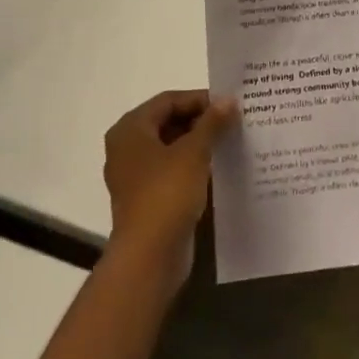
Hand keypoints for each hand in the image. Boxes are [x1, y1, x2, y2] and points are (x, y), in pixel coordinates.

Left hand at [103, 90, 235, 282]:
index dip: (199, 99)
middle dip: (200, 121)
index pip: (168, 100)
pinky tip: (217, 168)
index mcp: (130, 129)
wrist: (149, 258)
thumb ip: (212, 122)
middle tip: (232, 121)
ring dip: (198, 143)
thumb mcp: (194, 152)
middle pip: (168, 122)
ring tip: (229, 141)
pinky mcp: (146, 198)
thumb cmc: (166, 194)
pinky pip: (171, 170)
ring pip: (171, 147)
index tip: (228, 105)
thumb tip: (229, 99)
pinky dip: (192, 165)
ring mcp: (134, 175)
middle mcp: (127, 148)